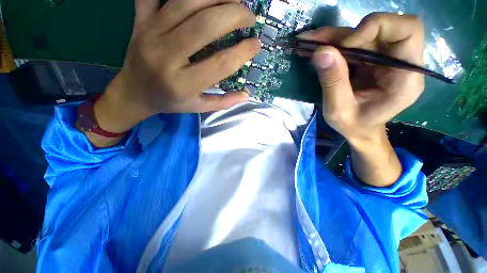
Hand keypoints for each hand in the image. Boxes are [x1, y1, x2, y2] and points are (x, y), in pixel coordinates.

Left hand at [93, 0, 260, 134]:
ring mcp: (150, 33)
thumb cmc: (170, 102)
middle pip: (206, 25)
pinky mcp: (140, 20)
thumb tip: (246, 95)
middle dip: (235, 15)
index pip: (220, 64)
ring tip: (235, 0)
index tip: (256, 45)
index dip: (242, 52)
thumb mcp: (198, 108)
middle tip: (250, 17)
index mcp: (184, 84)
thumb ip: (223, 102)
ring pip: (187, 1)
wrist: (134, 93)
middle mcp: (166, 56)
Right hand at [299, 13, 424, 143]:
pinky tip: (314, 49)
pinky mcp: (371, 61)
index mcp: (405, 77)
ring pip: (362, 34)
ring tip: (308, 44)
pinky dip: (332, 45)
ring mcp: (385, 59)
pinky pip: (353, 45)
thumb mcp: (338, 110)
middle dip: (345, 34)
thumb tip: (321, 52)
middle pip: (380, 29)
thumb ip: (333, 82)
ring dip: (333, 38)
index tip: (346, 45)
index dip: (377, 27)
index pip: (407, 30)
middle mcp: (400, 62)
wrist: (359, 130)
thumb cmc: (353, 126)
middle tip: (314, 42)